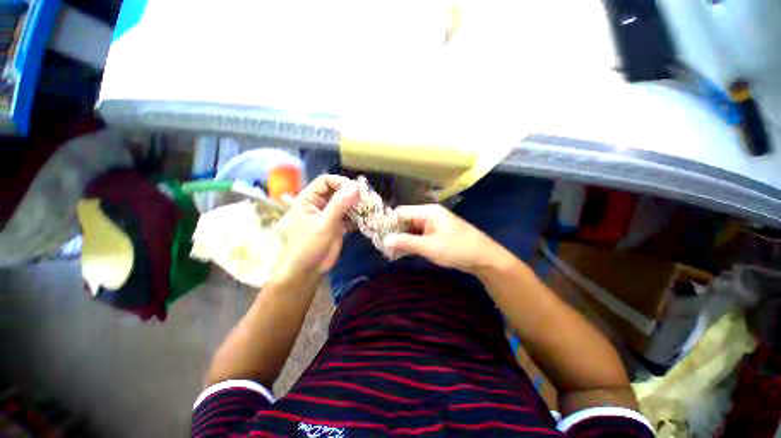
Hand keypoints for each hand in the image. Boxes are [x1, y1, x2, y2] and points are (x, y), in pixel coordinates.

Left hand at [270, 175, 358, 284]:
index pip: (326, 181)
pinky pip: (350, 216)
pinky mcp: (338, 225)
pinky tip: (366, 220)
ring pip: (346, 204)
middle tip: (368, 199)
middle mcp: (320, 204)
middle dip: (352, 195)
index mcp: (309, 199)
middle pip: (338, 191)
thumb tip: (355, 186)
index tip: (356, 190)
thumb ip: (339, 204)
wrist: (307, 271)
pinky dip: (358, 217)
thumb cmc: (308, 245)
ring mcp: (330, 215)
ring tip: (370, 209)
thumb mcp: (324, 223)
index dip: (340, 182)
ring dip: (357, 206)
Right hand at [383, 204, 502, 273]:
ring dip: (402, 239)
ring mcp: (433, 225)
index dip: (389, 224)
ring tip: (391, 252)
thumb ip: (406, 243)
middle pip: (405, 220)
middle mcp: (429, 214)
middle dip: (394, 233)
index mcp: (428, 211)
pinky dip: (411, 243)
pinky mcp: (436, 234)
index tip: (379, 237)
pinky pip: (419, 235)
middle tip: (384, 248)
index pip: (401, 212)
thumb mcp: (429, 247)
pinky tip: (403, 252)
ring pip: (411, 229)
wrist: (484, 258)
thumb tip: (384, 240)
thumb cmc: (457, 249)